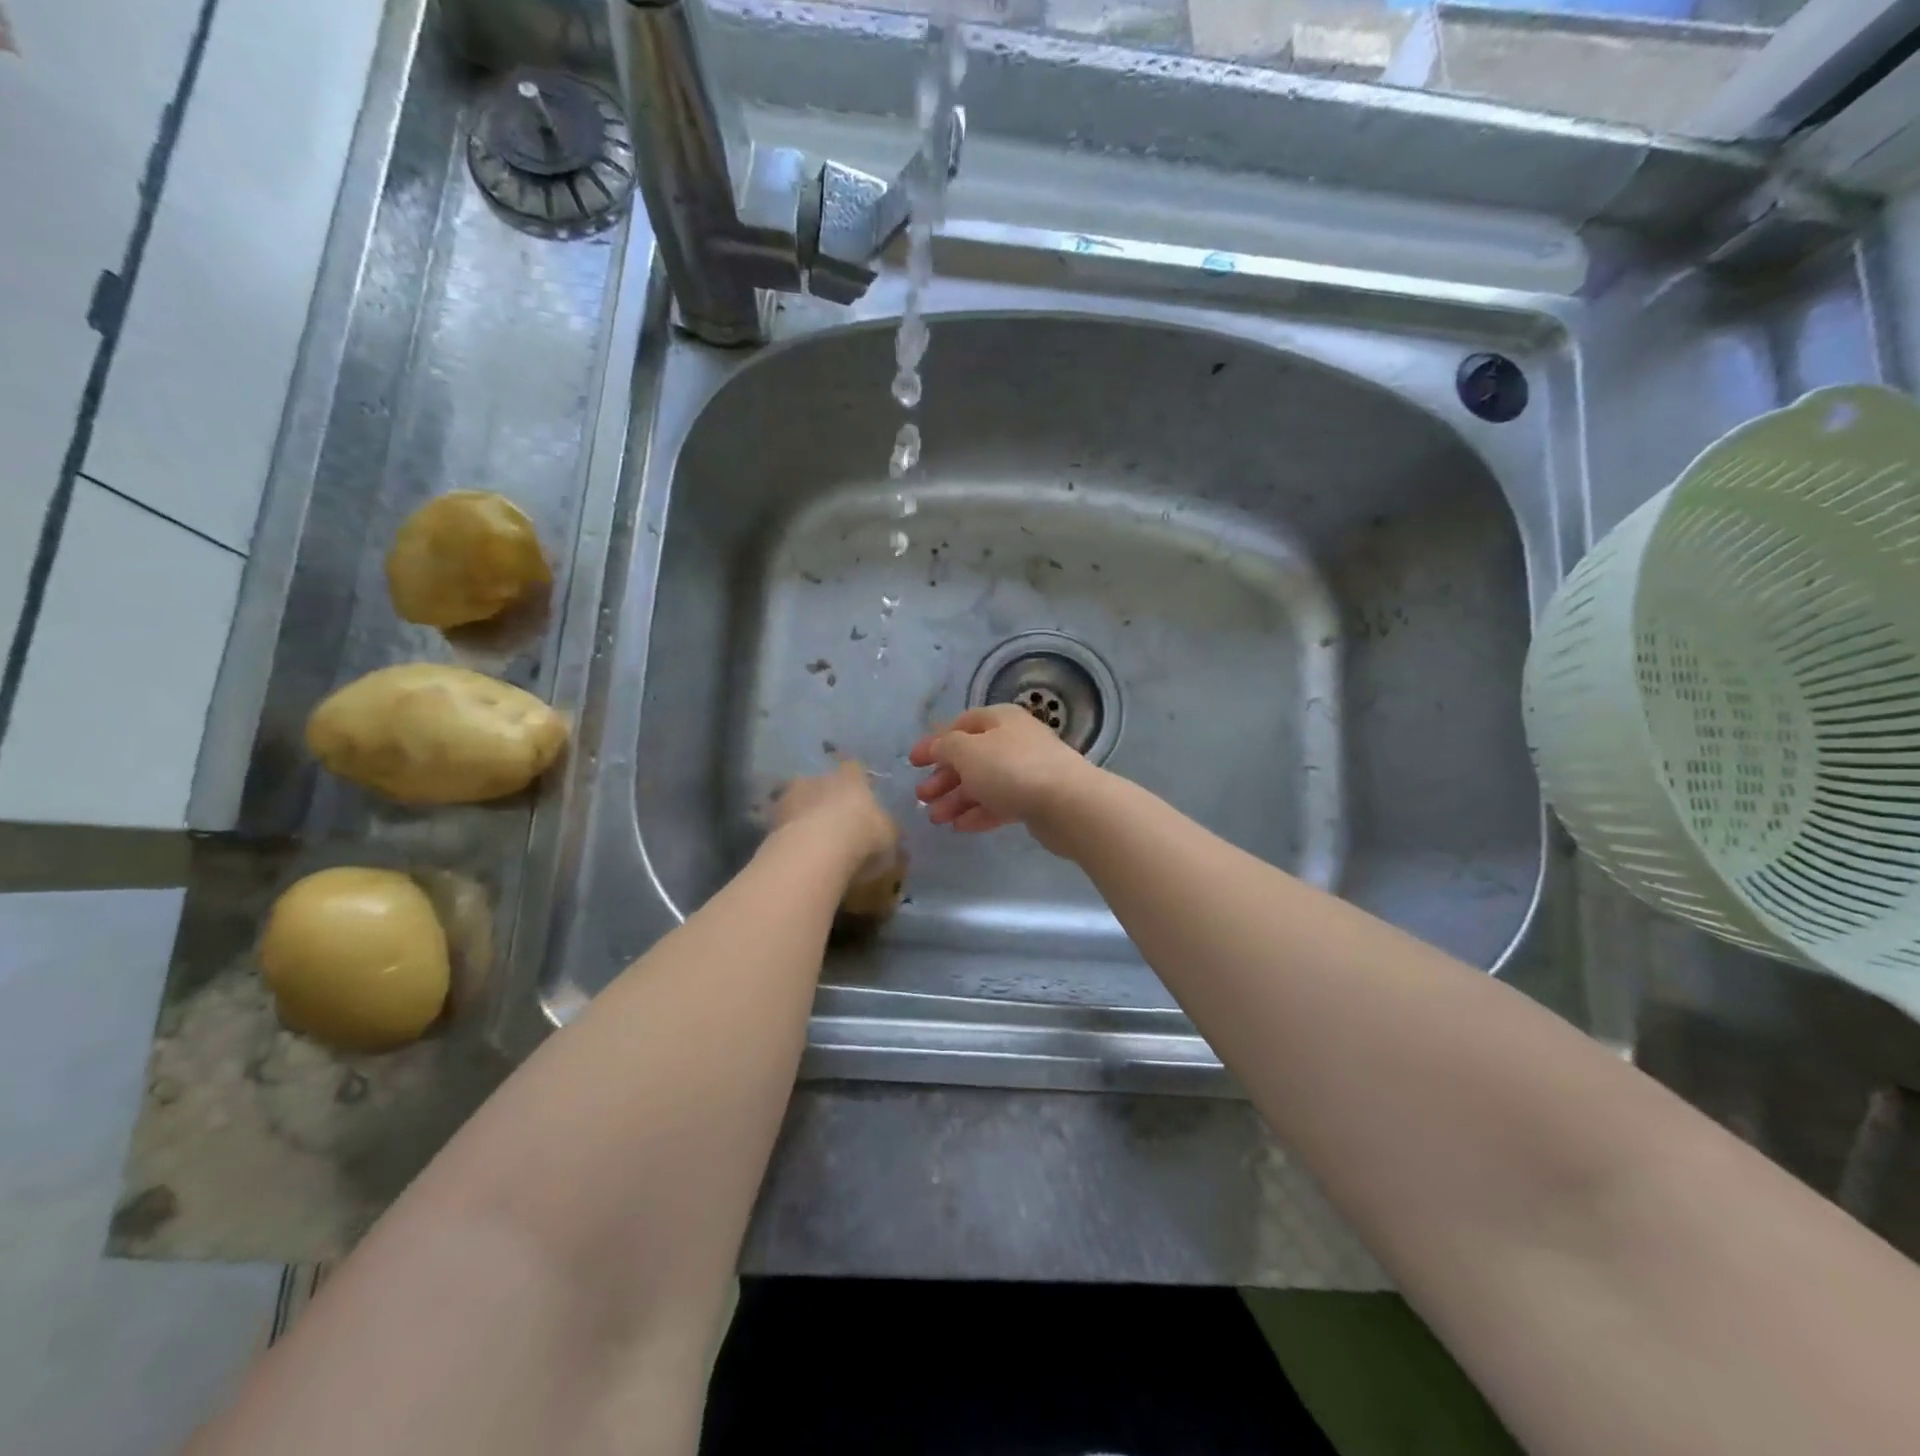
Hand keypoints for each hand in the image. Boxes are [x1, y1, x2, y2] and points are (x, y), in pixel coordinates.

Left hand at [771, 761, 899, 884]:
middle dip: (826, 798)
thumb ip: (888, 831)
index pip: (855, 768)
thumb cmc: (862, 836)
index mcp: (851, 778)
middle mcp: (819, 779)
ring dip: (804, 816)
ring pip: (798, 802)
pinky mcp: (770, 822)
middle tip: (834, 821)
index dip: (857, 781)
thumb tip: (891, 832)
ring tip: (813, 841)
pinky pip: (784, 826)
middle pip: (822, 783)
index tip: (860, 795)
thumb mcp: (889, 837)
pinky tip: (799, 854)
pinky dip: (791, 836)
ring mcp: (790, 798)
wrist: (815, 851)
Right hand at [909, 704, 1100, 854]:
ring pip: (984, 783)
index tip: (912, 763)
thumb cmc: (1011, 769)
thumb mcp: (967, 751)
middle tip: (921, 797)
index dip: (934, 742)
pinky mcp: (1036, 800)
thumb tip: (939, 747)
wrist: (1068, 803)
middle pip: (971, 756)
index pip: (960, 725)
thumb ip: (946, 747)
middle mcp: (1014, 741)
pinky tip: (960, 828)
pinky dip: (979, 813)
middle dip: (944, 777)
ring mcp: (1028, 771)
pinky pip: (1000, 803)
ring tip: (936, 819)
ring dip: (957, 800)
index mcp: (1000, 719)